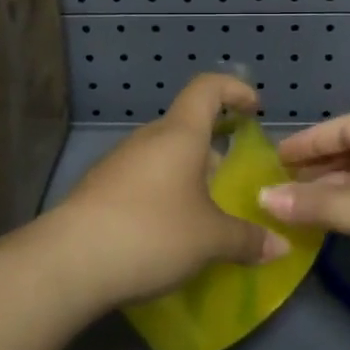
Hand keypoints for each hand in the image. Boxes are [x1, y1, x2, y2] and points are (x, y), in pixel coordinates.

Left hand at [43, 74, 290, 309]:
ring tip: (203, 213)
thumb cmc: (152, 233)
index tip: (254, 109)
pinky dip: (161, 194)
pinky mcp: (98, 189)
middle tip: (232, 179)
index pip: (207, 88)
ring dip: (185, 175)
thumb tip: (280, 245)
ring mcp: (118, 162)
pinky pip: (141, 180)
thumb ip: (247, 239)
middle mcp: (148, 139)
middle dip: (212, 147)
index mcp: (179, 134)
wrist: (69, 262)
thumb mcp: (210, 240)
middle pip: (186, 126)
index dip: (234, 89)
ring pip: (162, 156)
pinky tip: (166, 232)